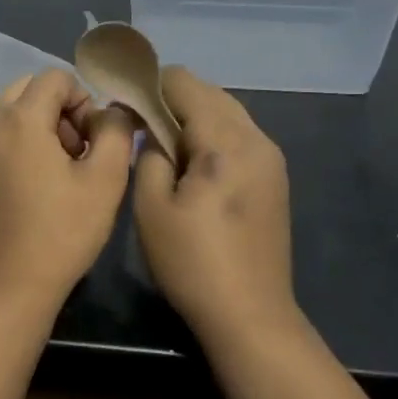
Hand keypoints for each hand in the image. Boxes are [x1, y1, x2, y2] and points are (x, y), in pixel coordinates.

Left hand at [0, 69, 135, 312]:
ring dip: (42, 126)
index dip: (84, 99)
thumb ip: (115, 131)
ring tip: (63, 170)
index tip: (95, 138)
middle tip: (80, 150)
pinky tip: (39, 185)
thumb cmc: (62, 231)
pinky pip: (0, 138)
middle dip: (60, 108)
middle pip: (29, 89)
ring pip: (13, 113)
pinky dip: (22, 144)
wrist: (9, 285)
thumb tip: (112, 110)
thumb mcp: (106, 179)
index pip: (56, 77)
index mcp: (19, 118)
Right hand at [133, 66, 298, 340]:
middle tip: (138, 125)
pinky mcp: (274, 179)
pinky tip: (191, 163)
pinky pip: (239, 136)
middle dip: (171, 99)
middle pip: (210, 94)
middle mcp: (256, 139)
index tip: (123, 105)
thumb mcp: (151, 206)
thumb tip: (151, 131)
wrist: (249, 314)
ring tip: (161, 143)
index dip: (150, 86)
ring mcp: (271, 160)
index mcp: (225, 141)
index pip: (185, 84)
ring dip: (193, 117)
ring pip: (227, 113)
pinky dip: (211, 135)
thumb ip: (148, 155)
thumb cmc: (192, 261)